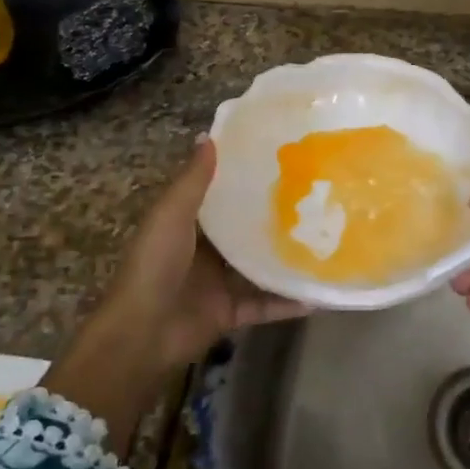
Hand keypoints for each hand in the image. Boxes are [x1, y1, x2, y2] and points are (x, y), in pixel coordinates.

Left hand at [100, 137, 307, 368]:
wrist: (143, 333)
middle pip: (244, 233)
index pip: (219, 198)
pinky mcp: (231, 313)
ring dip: (286, 260)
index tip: (279, 162)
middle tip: (315, 200)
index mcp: (186, 226)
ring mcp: (219, 285)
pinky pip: (265, 305)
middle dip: (274, 220)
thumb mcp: (171, 216)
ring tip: (326, 243)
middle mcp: (205, 253)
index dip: (243, 181)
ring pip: (259, 269)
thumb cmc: (155, 266)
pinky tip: (319, 294)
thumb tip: (209, 135)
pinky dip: (288, 302)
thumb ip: (193, 181)